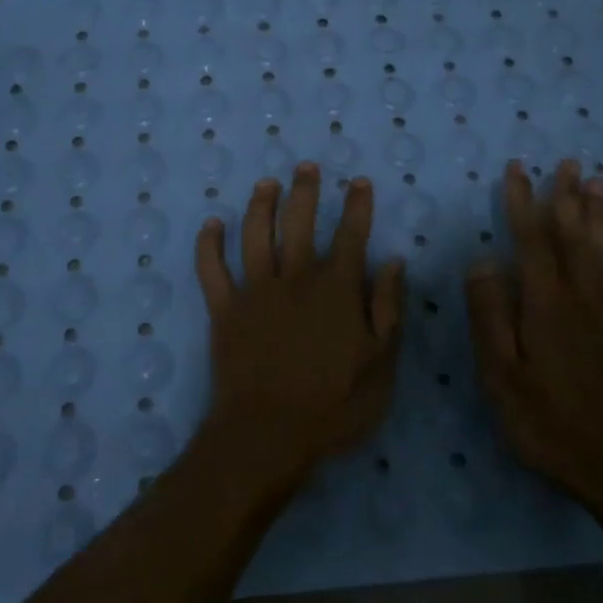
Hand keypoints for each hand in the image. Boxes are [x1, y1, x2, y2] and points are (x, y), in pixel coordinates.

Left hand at [194, 163, 405, 492]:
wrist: (268, 435)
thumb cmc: (334, 406)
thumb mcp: (381, 365)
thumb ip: (389, 309)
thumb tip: (393, 262)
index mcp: (336, 289)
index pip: (350, 235)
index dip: (356, 206)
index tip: (358, 182)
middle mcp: (295, 278)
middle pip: (299, 222)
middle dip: (304, 190)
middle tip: (305, 167)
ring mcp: (255, 290)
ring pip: (255, 235)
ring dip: (260, 205)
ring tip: (265, 183)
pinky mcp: (224, 309)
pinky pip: (211, 269)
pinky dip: (209, 244)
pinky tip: (211, 224)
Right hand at [466, 159, 602, 514]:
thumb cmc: (547, 422)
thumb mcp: (501, 375)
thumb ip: (490, 316)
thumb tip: (482, 261)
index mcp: (544, 305)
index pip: (530, 241)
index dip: (522, 202)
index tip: (517, 169)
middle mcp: (581, 299)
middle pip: (573, 237)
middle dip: (567, 197)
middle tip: (567, 162)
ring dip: (600, 216)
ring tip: (599, 183)